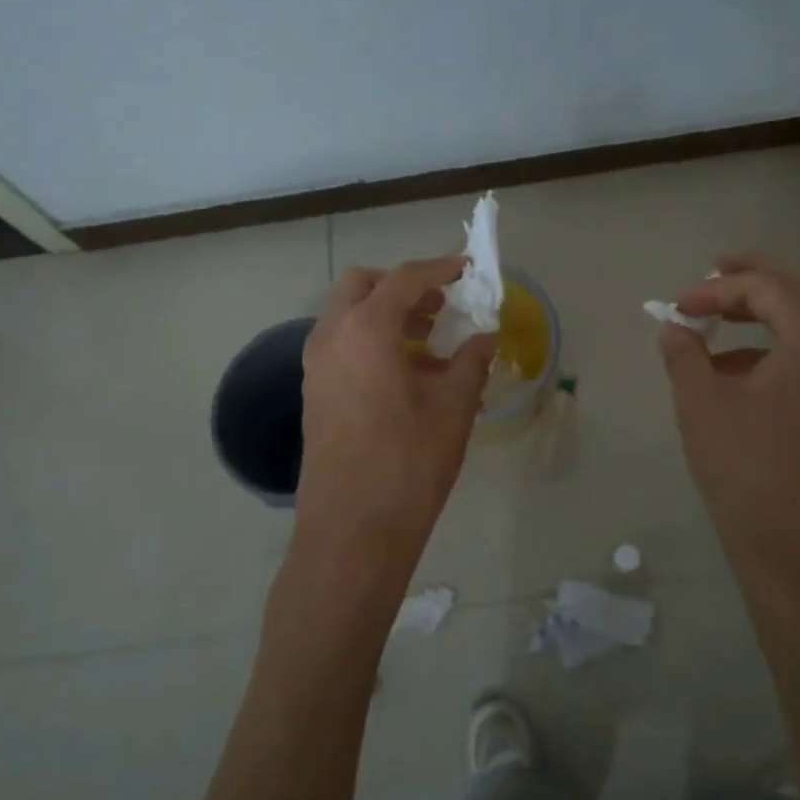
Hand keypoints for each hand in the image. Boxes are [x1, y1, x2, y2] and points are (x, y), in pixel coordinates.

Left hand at [295, 258, 494, 570]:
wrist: (352, 531)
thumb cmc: (409, 463)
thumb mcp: (453, 407)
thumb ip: (472, 361)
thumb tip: (486, 336)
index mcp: (366, 330)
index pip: (404, 278)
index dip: (440, 268)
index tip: (466, 269)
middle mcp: (331, 337)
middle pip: (362, 285)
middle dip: (402, 286)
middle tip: (440, 305)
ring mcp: (316, 366)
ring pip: (347, 315)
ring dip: (386, 313)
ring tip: (431, 340)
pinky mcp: (314, 393)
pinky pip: (341, 345)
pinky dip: (371, 340)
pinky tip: (406, 373)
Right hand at [657, 252, 799, 560]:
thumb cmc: (747, 471)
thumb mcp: (701, 404)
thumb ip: (684, 353)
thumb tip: (673, 328)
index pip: (765, 288)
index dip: (714, 290)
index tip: (677, 306)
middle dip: (756, 277)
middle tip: (716, 269)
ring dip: (772, 310)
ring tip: (724, 321)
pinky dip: (786, 345)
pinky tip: (746, 370)